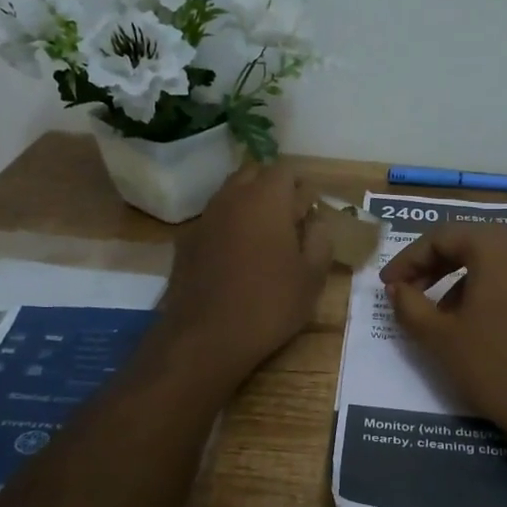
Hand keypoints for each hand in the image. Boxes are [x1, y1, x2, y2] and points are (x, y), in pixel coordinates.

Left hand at [158, 164, 332, 384]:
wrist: (205, 337)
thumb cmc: (269, 304)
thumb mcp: (312, 277)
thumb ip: (320, 239)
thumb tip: (316, 221)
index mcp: (266, 198)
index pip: (286, 170)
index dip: (301, 187)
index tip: (310, 212)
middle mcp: (231, 197)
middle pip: (254, 173)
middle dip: (272, 188)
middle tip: (289, 219)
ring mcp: (204, 218)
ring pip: (230, 195)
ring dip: (248, 205)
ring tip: (264, 238)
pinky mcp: (186, 241)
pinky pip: (213, 220)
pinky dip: (228, 227)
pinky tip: (236, 258)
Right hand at [381, 224, 506, 445]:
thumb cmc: (493, 366)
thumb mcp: (438, 337)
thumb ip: (409, 305)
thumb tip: (398, 288)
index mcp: (497, 248)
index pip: (442, 236)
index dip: (409, 258)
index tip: (389, 285)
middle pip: (473, 245)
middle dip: (437, 266)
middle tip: (412, 292)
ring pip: (500, 266)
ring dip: (466, 282)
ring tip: (447, 317)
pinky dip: (498, 298)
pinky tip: (488, 330)